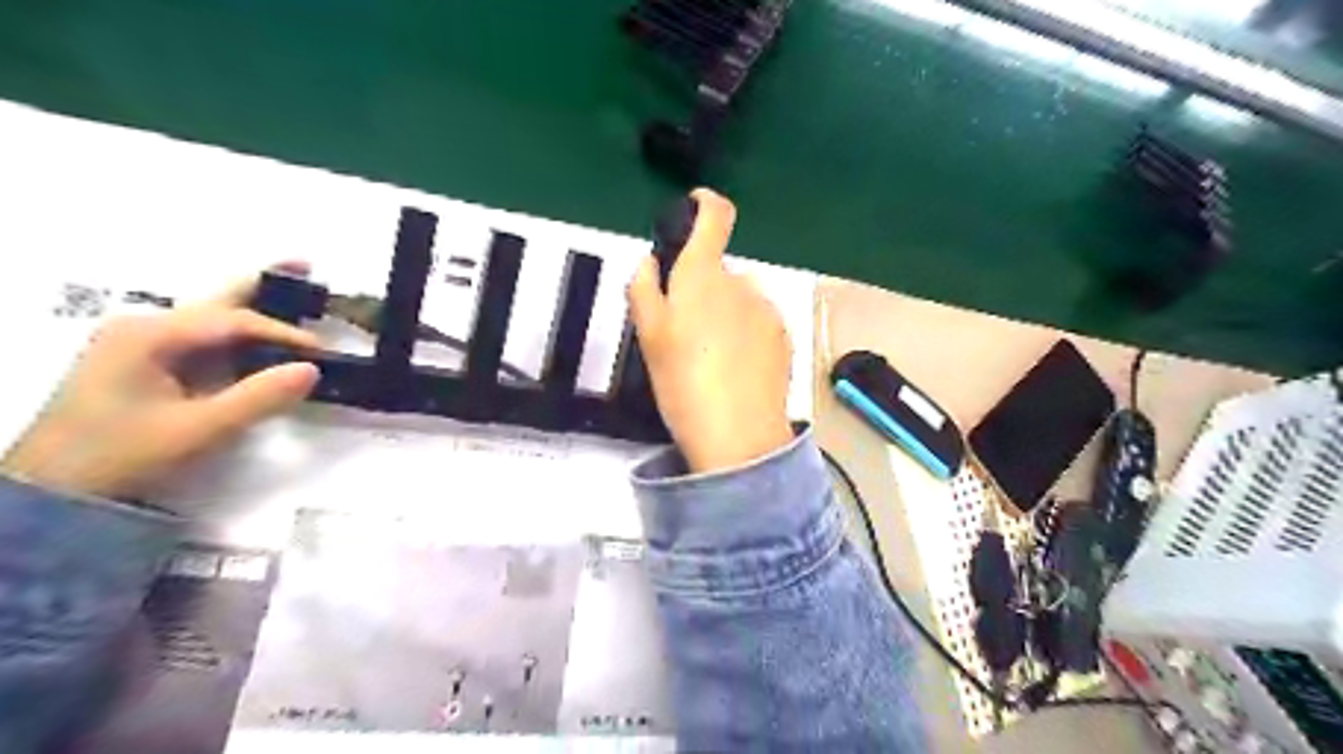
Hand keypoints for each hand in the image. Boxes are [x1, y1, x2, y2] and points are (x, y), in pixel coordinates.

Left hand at [1, 268, 319, 500]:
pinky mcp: (142, 364)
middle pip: (217, 300)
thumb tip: (312, 369)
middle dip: (262, 283)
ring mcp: (138, 344)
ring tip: (292, 292)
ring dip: (253, 309)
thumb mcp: (197, 429)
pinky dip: (236, 337)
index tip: (322, 352)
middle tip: (305, 264)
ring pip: (209, 319)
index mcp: (150, 334)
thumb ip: (259, 397)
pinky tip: (260, 340)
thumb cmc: (122, 455)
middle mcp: (143, 327)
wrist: (51, 493)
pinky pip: (201, 341)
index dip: (284, 333)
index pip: (234, 321)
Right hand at [627, 187, 787, 470]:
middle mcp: (742, 283)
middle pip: (719, 272)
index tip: (694, 209)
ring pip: (739, 301)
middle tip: (683, 334)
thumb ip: (643, 288)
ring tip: (709, 361)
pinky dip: (745, 337)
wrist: (738, 436)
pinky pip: (758, 324)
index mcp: (704, 275)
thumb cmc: (683, 382)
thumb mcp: (648, 335)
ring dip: (724, 316)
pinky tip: (733, 372)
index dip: (705, 204)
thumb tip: (650, 262)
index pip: (716, 215)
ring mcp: (768, 311)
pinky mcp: (784, 338)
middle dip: (701, 291)